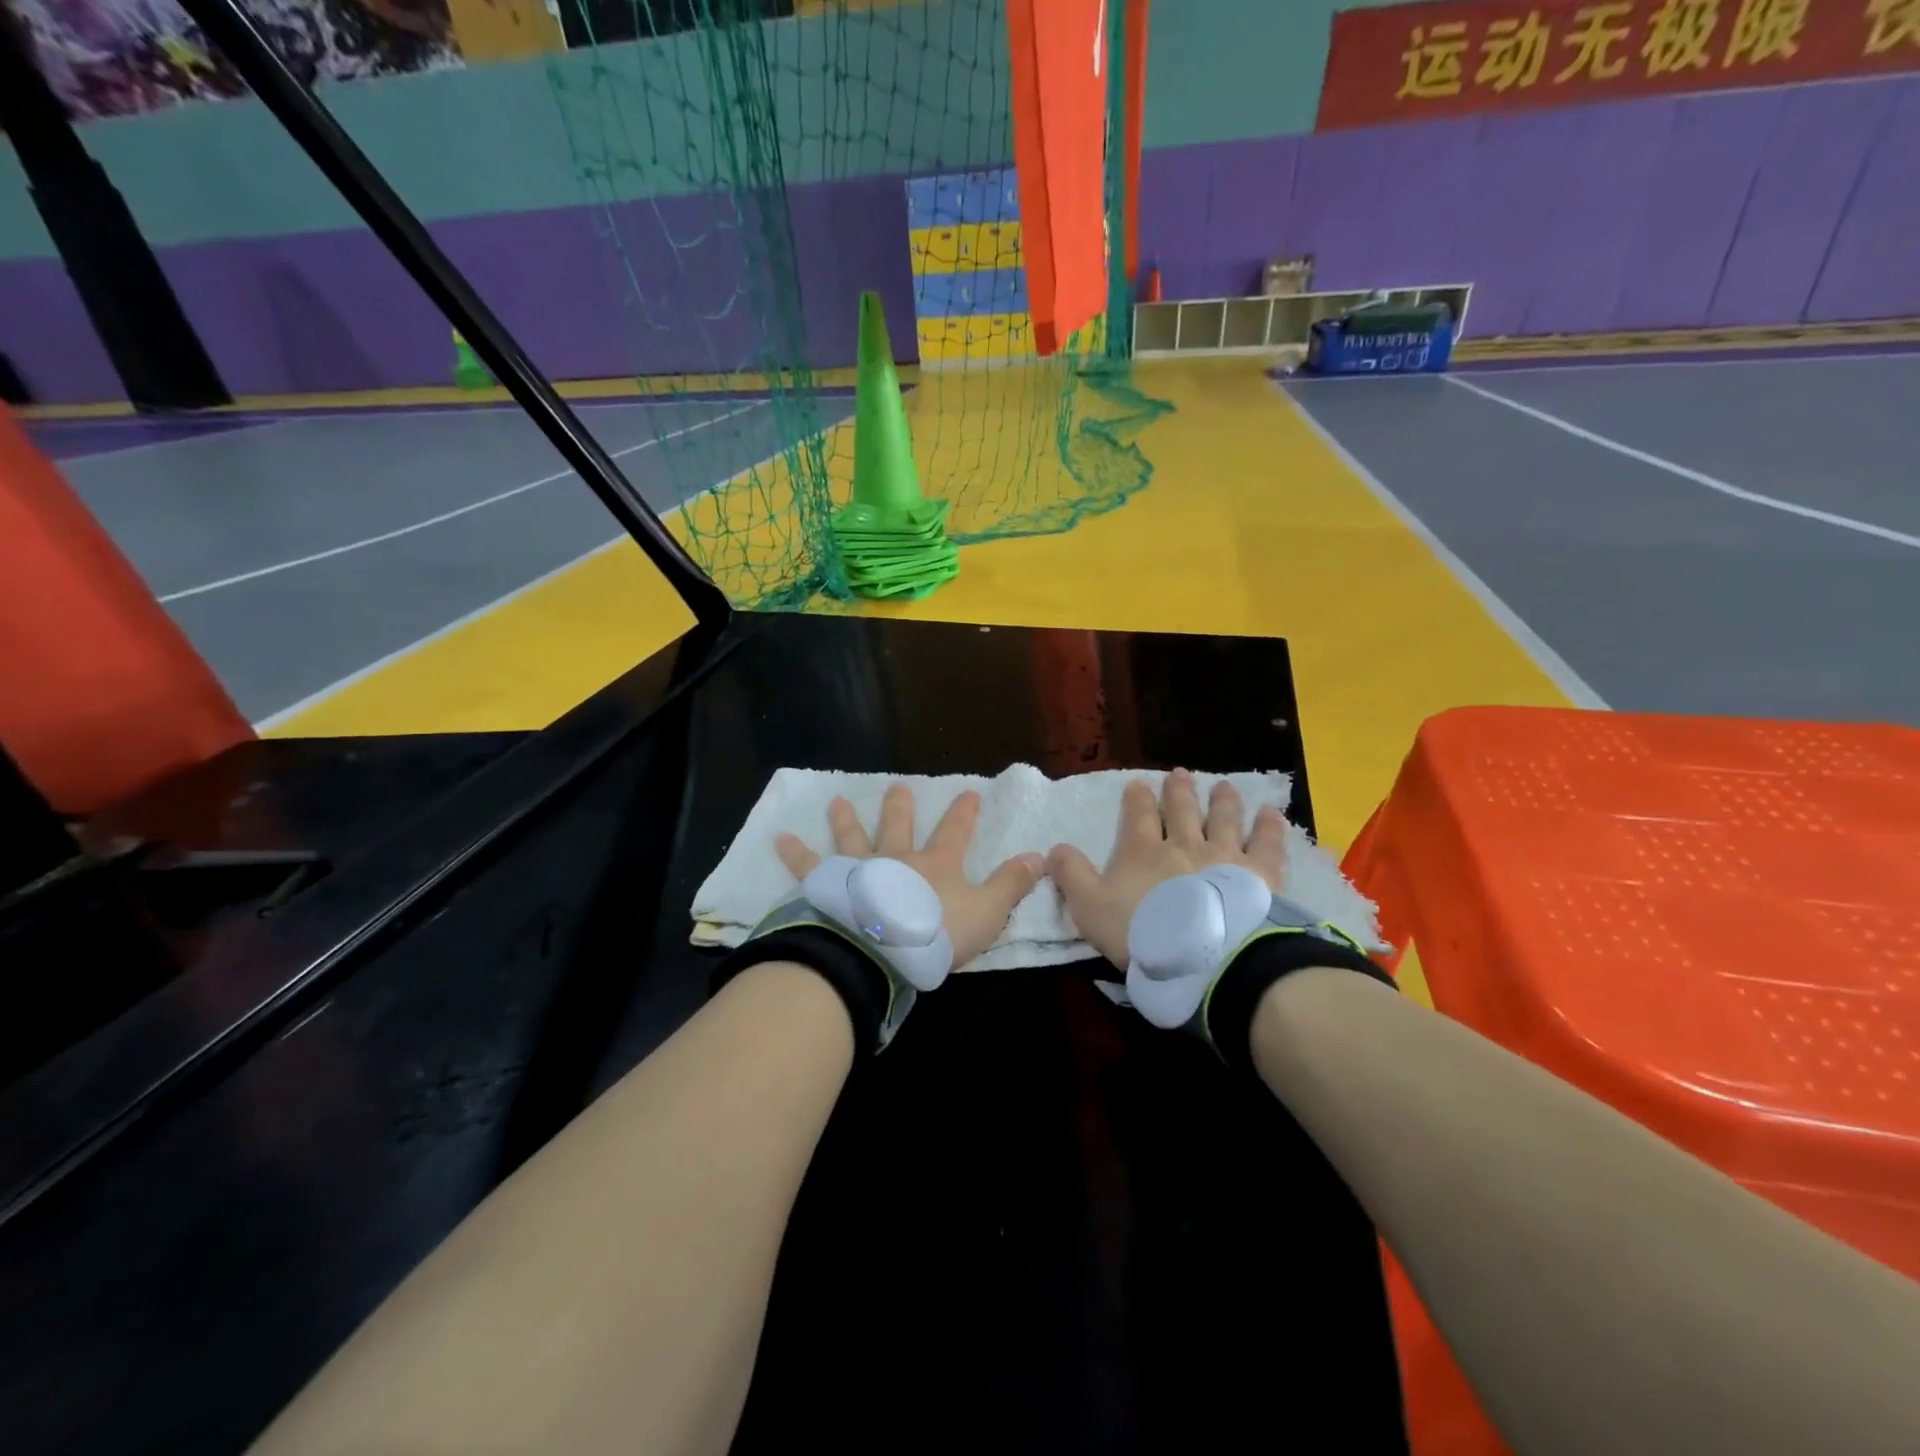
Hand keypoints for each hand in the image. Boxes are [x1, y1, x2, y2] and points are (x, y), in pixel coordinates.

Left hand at [776, 784, 1043, 967]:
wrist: (882, 952)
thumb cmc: (937, 935)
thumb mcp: (987, 912)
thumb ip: (1011, 885)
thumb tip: (1040, 856)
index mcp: (936, 864)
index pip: (956, 831)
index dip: (964, 812)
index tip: (969, 791)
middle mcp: (897, 858)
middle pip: (899, 825)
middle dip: (901, 806)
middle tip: (899, 786)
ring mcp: (860, 869)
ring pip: (853, 838)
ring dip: (847, 820)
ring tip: (838, 801)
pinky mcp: (828, 887)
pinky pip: (808, 867)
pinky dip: (794, 852)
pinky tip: (779, 839)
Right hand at [1048, 768, 1287, 966]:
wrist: (1206, 955)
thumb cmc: (1143, 932)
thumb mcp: (1090, 908)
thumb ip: (1072, 876)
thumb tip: (1053, 848)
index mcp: (1142, 851)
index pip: (1138, 816)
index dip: (1137, 799)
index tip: (1137, 784)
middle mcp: (1184, 844)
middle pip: (1182, 810)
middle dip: (1179, 791)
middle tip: (1179, 774)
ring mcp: (1225, 855)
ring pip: (1224, 819)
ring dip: (1223, 801)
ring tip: (1224, 786)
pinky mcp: (1260, 873)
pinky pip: (1265, 843)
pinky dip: (1268, 827)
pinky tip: (1271, 814)